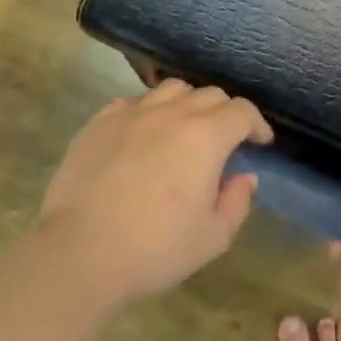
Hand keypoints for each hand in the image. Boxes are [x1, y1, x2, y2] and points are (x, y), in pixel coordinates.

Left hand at [39, 79, 272, 306]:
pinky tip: (145, 133)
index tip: (260, 141)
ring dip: (188, 104)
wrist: (80, 251)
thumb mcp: (212, 237)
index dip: (257, 124)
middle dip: (226, 112)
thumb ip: (237, 202)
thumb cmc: (155, 248)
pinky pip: (134, 102)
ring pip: (171, 90)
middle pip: (209, 95)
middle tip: (226, 139)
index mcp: (206, 137)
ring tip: (185, 128)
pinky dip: (150, 110)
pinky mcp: (100, 122)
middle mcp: (172, 113)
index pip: (242, 112)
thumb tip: (245, 177)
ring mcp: (132, 113)